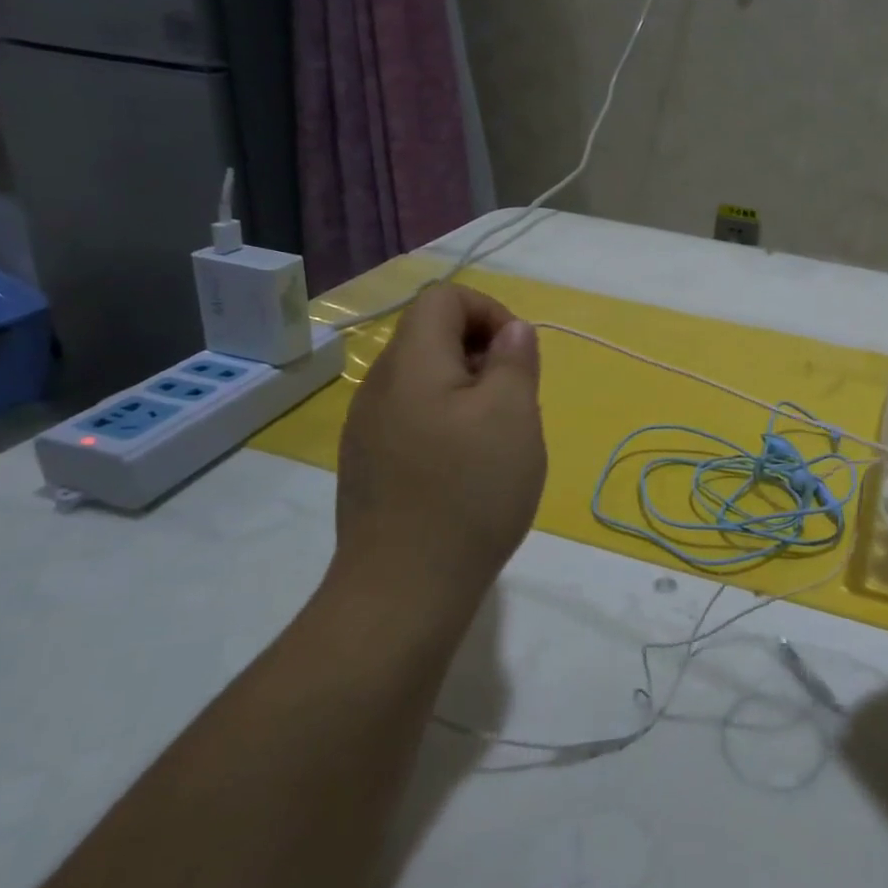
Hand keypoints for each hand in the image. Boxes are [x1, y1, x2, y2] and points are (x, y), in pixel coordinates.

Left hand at [332, 285, 545, 624]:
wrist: (403, 589)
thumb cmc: (468, 491)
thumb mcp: (512, 414)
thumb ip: (514, 359)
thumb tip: (512, 331)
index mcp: (411, 362)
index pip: (443, 298)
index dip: (490, 311)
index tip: (519, 356)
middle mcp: (379, 386)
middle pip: (433, 337)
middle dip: (484, 356)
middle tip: (516, 402)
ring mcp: (368, 429)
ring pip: (427, 382)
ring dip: (470, 393)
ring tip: (497, 440)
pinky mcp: (370, 466)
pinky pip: (415, 420)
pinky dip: (449, 425)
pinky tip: (468, 472)